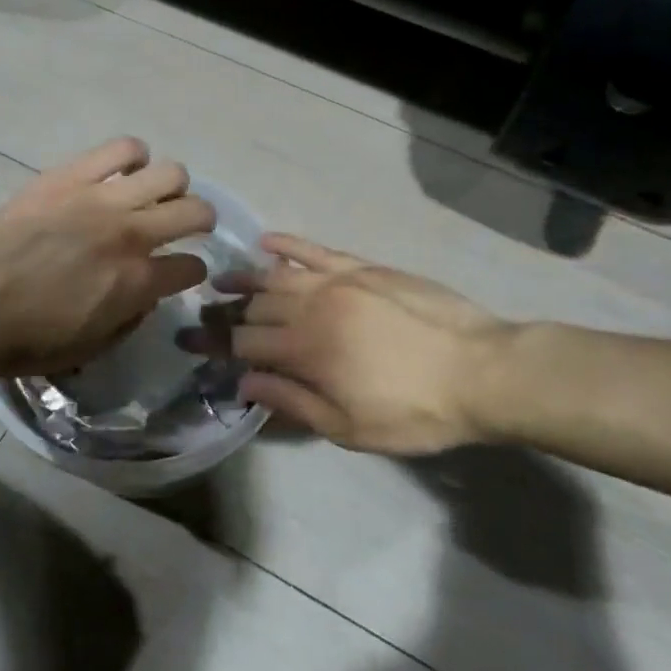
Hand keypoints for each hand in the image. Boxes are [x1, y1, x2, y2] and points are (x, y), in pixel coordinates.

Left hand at [0, 138, 214, 378]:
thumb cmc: (31, 340)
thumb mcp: (94, 347)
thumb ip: (133, 317)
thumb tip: (147, 291)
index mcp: (138, 282)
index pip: (193, 266)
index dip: (192, 272)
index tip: (181, 272)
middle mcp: (131, 234)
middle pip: (196, 210)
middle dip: (200, 221)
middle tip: (184, 225)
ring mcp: (101, 199)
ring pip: (168, 172)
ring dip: (170, 187)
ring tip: (151, 195)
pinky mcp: (69, 176)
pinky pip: (121, 149)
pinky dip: (132, 156)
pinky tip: (124, 170)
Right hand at [223, 235, 512, 454]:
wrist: (482, 370)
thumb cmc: (415, 411)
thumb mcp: (350, 428)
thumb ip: (292, 402)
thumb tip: (244, 383)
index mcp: (306, 351)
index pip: (243, 343)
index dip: (213, 344)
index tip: (188, 343)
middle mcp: (312, 308)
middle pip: (255, 307)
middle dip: (222, 313)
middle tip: (201, 315)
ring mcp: (338, 282)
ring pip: (277, 275)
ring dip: (245, 277)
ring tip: (222, 280)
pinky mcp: (364, 267)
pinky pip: (316, 250)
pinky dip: (288, 244)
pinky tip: (267, 243)